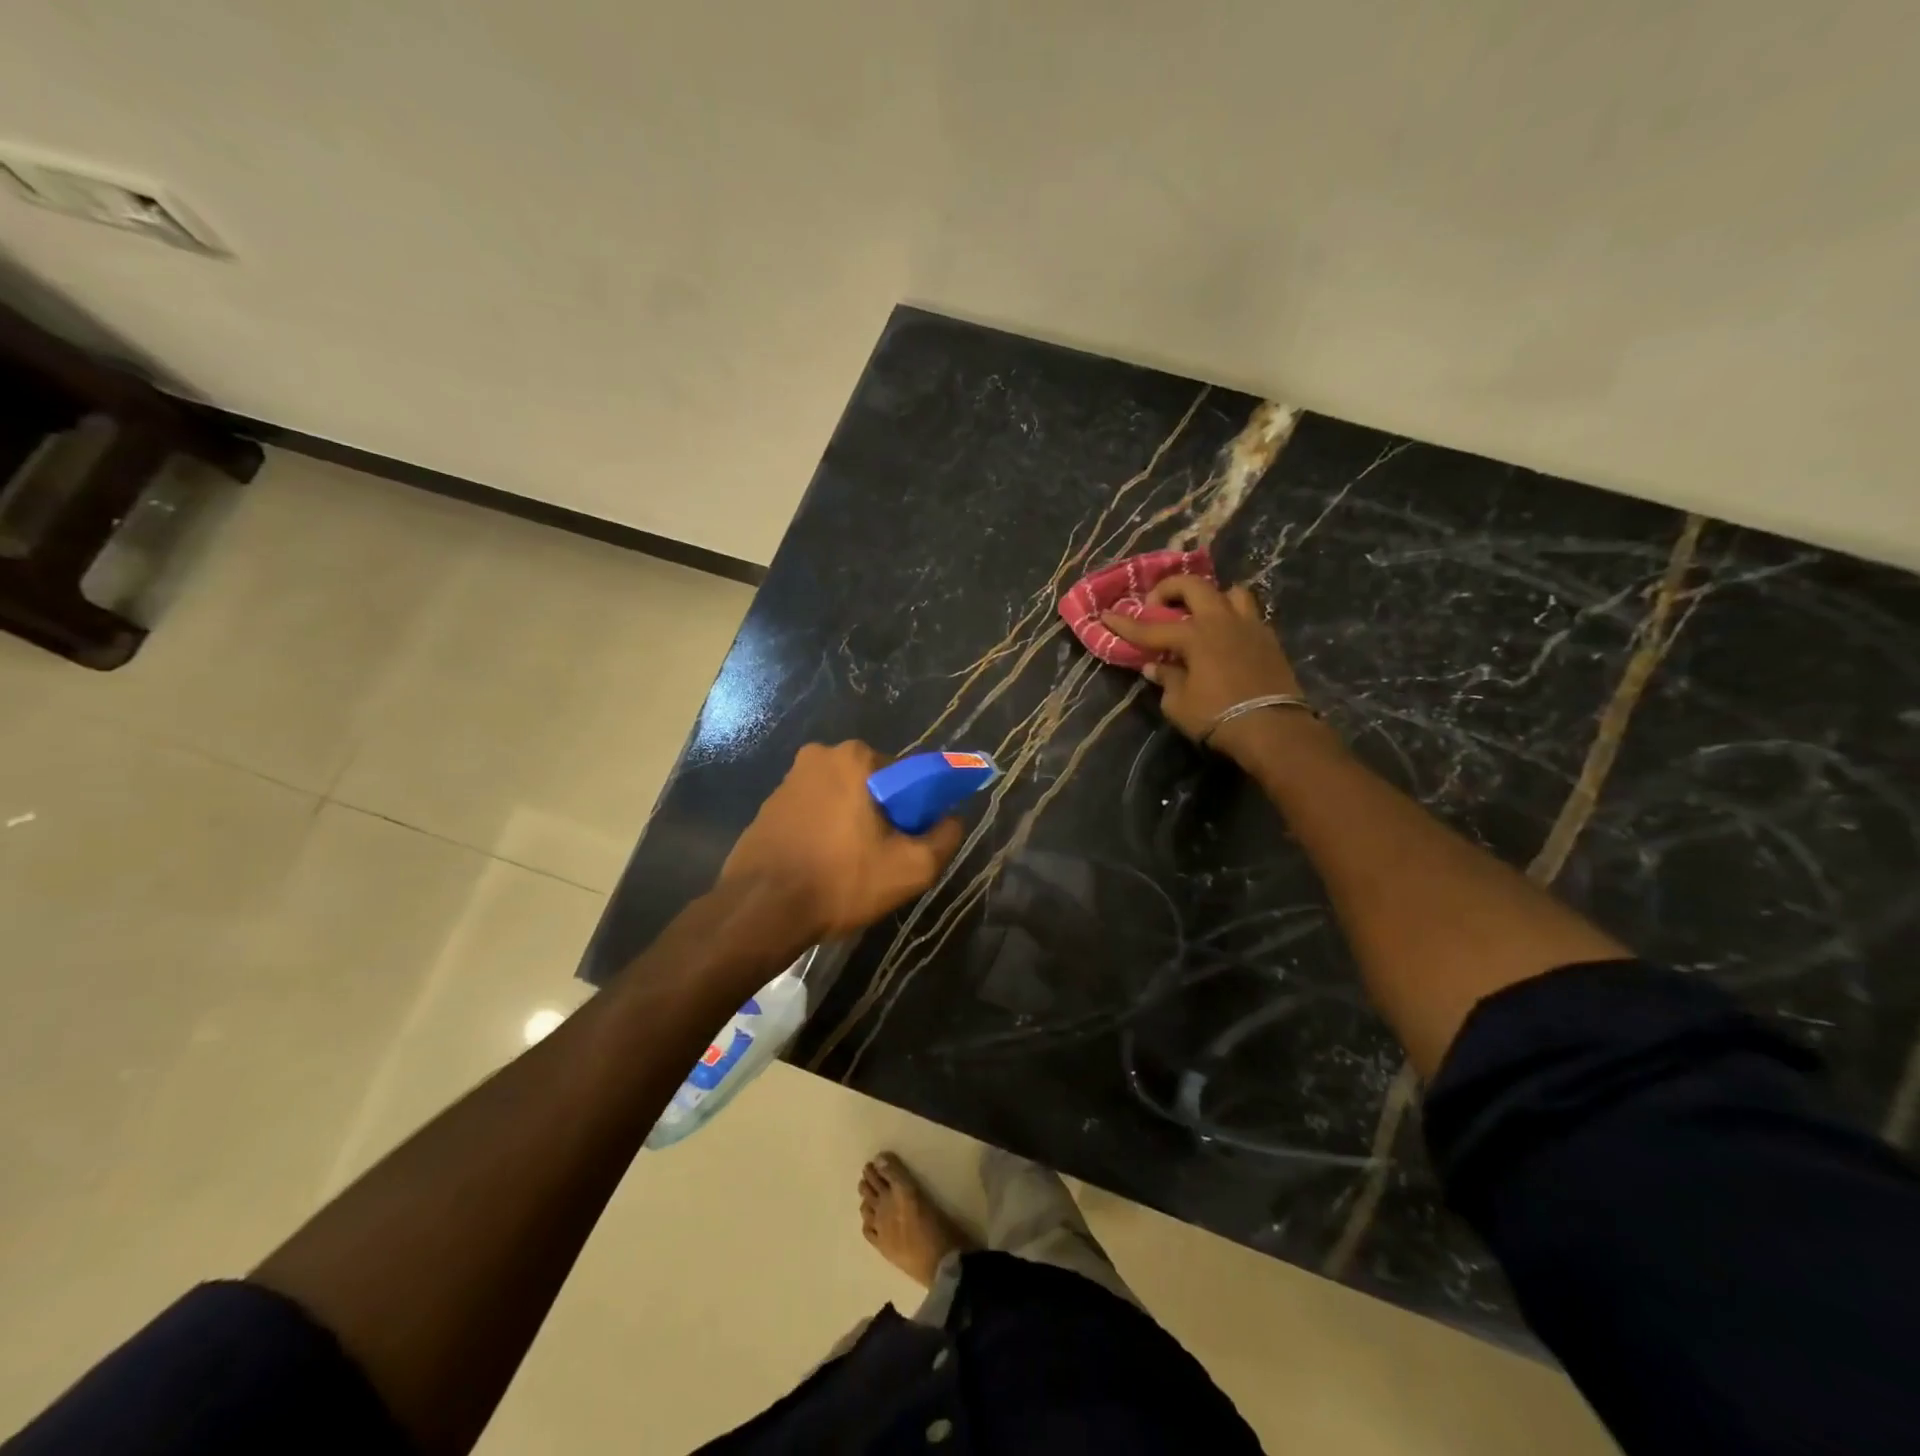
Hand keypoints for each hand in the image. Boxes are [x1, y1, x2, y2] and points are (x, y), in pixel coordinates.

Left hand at [721, 741, 964, 940]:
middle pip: (872, 785)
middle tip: (882, 857)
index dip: (915, 810)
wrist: (760, 911)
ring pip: (841, 799)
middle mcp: (819, 756)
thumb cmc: (841, 881)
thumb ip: (944, 837)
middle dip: (882, 815)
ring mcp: (788, 781)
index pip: (906, 777)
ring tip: (850, 868)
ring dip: (851, 824)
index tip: (909, 841)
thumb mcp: (911, 868)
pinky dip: (823, 832)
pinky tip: (822, 866)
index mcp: (855, 758)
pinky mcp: (767, 807)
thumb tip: (953, 819)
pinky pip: (812, 813)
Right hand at [1102, 576, 1310, 761]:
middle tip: (1156, 605)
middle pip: (1193, 586)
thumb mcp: (1178, 704)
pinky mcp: (1269, 639)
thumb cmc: (1218, 717)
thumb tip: (1157, 666)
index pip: (1150, 628)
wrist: (1273, 728)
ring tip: (1199, 614)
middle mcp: (1221, 621)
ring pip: (1229, 592)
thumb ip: (1166, 679)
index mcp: (1195, 635)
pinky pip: (1247, 614)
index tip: (1107, 615)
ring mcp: (1249, 626)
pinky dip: (1231, 617)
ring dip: (1210, 597)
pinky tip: (1224, 635)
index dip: (1125, 624)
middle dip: (1169, 589)